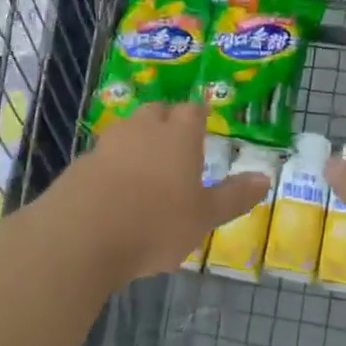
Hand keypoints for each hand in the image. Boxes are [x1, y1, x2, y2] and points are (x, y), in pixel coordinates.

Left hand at [52, 103, 270, 283]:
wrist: (81, 235)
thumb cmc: (155, 223)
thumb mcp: (203, 217)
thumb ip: (233, 197)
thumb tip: (264, 178)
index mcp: (178, 136)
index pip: (192, 111)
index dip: (198, 116)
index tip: (202, 124)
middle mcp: (143, 129)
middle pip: (156, 112)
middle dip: (166, 122)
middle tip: (174, 144)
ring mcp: (108, 143)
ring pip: (127, 131)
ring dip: (136, 142)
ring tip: (144, 169)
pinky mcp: (81, 164)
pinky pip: (103, 156)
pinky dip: (111, 166)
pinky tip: (114, 192)